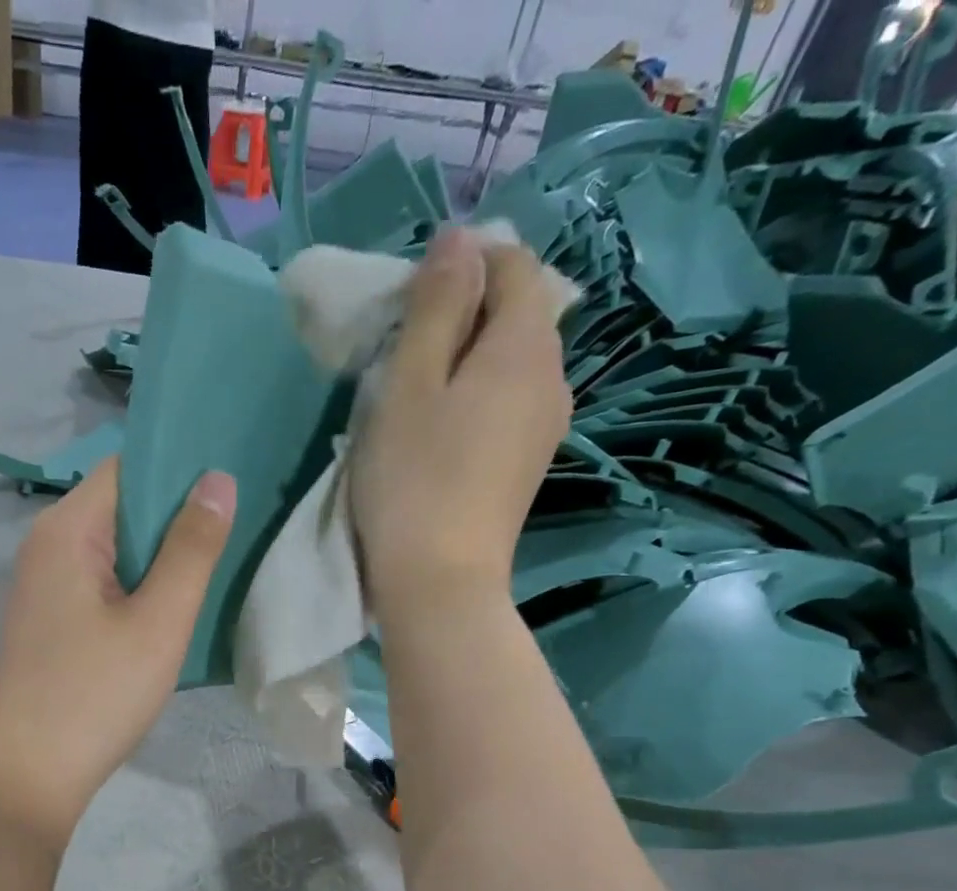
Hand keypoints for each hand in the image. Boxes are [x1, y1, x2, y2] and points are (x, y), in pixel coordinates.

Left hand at [0, 458, 236, 840]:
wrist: (28, 776)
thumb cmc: (95, 694)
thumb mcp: (158, 622)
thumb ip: (191, 548)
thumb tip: (217, 479)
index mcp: (66, 530)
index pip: (127, 468)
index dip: (181, 468)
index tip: (235, 478)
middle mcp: (46, 546)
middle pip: (120, 508)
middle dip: (177, 514)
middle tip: (242, 523)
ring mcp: (44, 588)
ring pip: (114, 551)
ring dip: (161, 556)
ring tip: (220, 560)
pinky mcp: (50, 623)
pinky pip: (102, 585)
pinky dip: (138, 587)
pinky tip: (175, 605)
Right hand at [349, 228, 571, 616]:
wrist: (441, 583)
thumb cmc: (413, 481)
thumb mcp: (409, 385)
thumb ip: (435, 308)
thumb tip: (459, 241)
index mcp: (526, 347)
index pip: (513, 266)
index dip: (464, 263)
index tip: (410, 297)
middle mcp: (552, 379)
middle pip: (518, 313)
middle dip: (465, 310)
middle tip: (404, 345)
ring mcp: (545, 427)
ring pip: (513, 362)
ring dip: (468, 357)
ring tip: (416, 389)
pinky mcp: (528, 465)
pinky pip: (509, 403)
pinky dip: (477, 396)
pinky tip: (439, 429)